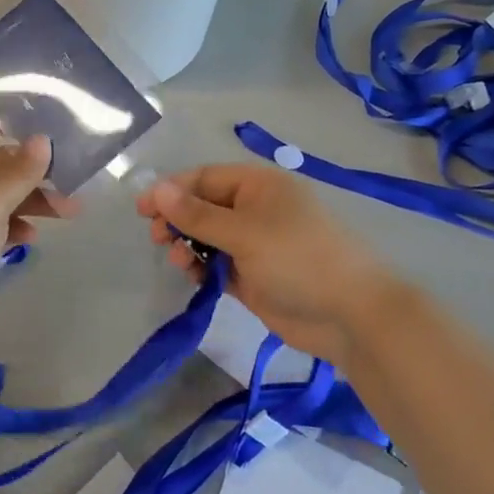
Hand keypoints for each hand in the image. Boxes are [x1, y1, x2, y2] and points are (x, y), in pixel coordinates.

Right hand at [137, 165, 410, 367]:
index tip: (142, 210)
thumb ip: (197, 214)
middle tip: (159, 239)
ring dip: (188, 245)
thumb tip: (157, 189)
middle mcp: (254, 209)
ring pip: (207, 237)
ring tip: (181, 261)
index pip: (203, 178)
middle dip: (178, 220)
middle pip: (202, 206)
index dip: (171, 191)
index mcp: (257, 185)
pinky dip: (202, 267)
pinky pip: (217, 264)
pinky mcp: (253, 275)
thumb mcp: (243, 232)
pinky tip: (194, 276)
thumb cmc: (297, 259)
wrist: (351, 315)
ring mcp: (254, 243)